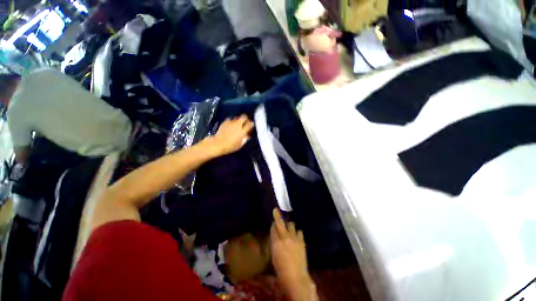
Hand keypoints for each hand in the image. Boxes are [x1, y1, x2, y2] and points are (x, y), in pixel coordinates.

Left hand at [210, 115, 253, 155]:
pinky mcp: (225, 122)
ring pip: (237, 117)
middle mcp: (238, 124)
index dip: (252, 124)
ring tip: (238, 124)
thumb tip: (248, 135)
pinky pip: (231, 119)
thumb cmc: (231, 146)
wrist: (218, 143)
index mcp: (243, 131)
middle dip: (246, 119)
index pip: (250, 123)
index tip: (251, 126)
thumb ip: (245, 138)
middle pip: (244, 117)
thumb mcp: (240, 144)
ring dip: (239, 120)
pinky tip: (231, 125)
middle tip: (245, 123)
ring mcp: (231, 122)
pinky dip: (232, 122)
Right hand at [270, 209, 316, 300]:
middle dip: (277, 215)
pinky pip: (299, 231)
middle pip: (280, 223)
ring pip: (291, 224)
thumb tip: (275, 236)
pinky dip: (297, 232)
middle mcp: (284, 237)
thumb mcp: (274, 256)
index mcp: (275, 242)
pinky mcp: (301, 241)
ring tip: (289, 228)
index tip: (273, 223)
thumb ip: (274, 243)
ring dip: (289, 225)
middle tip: (275, 210)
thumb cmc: (281, 270)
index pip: (273, 228)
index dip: (273, 225)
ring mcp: (294, 238)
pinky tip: (297, 235)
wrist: (296, 277)